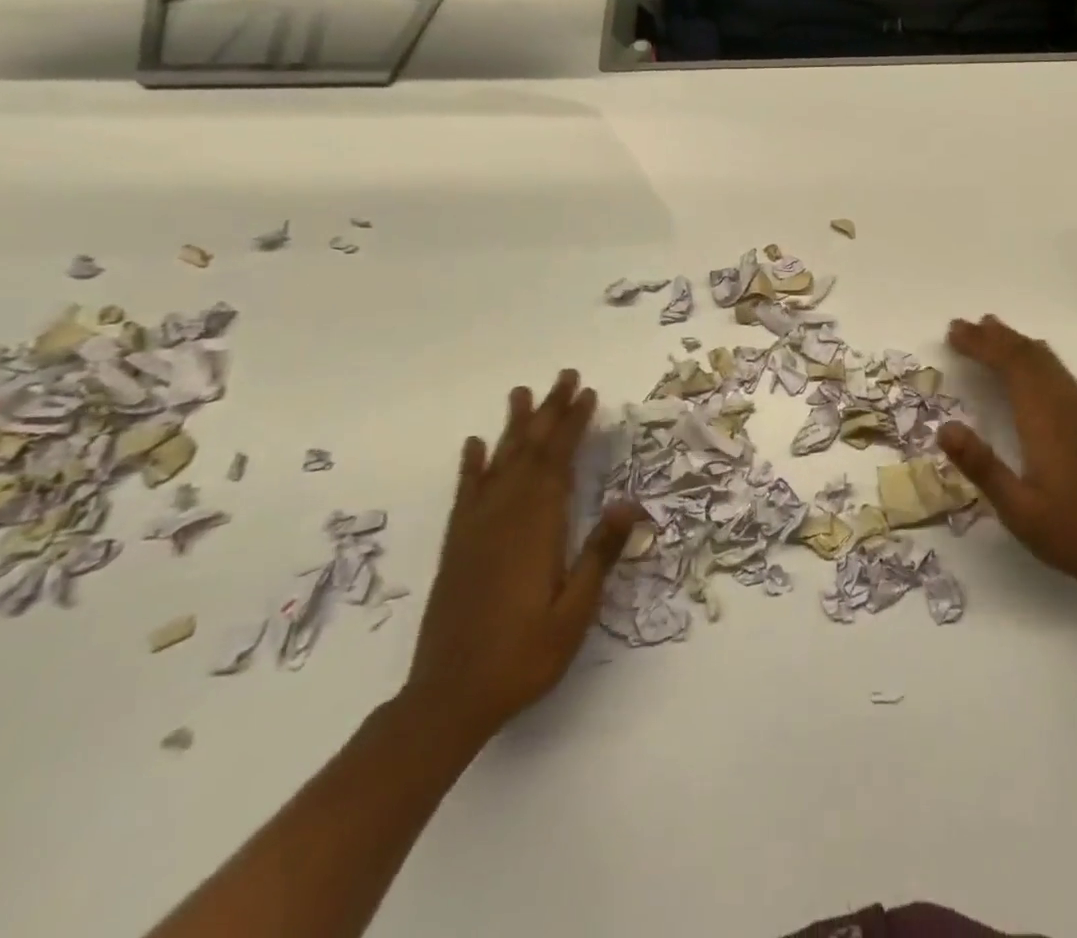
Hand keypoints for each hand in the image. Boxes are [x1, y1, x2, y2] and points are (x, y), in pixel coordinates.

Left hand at [404, 372, 639, 742]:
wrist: (447, 700)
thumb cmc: (523, 656)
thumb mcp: (574, 612)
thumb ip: (600, 554)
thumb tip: (629, 502)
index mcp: (536, 528)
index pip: (558, 461)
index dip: (573, 424)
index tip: (588, 394)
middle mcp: (503, 517)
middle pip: (529, 451)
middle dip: (549, 411)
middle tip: (564, 376)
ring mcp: (475, 530)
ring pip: (498, 463)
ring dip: (513, 426)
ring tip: (522, 393)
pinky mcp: (456, 547)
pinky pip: (465, 494)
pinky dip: (471, 466)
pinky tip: (474, 446)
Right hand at [939, 315, 1076, 595]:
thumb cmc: (1070, 532)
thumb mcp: (1017, 508)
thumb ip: (982, 466)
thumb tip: (944, 427)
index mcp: (1044, 420)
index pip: (1011, 366)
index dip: (981, 345)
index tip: (954, 333)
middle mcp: (1064, 406)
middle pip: (1029, 356)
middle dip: (994, 337)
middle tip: (961, 325)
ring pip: (1047, 362)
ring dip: (1017, 343)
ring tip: (991, 330)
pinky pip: (1060, 373)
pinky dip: (1037, 358)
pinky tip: (1031, 363)